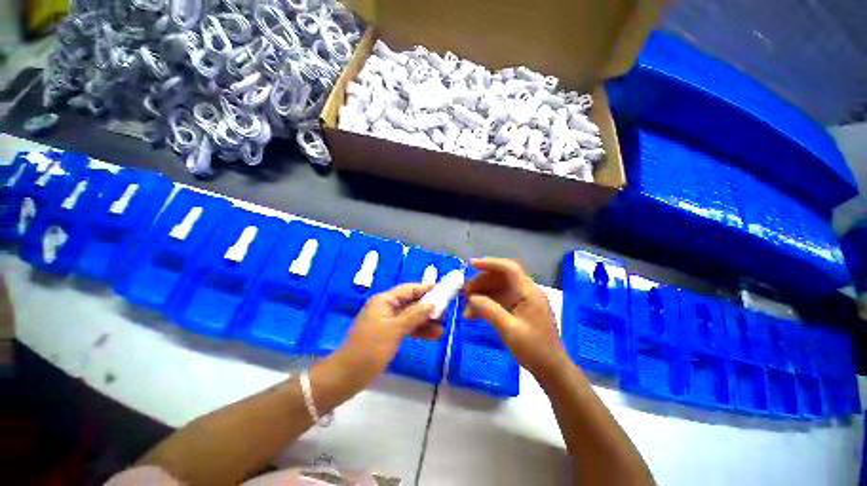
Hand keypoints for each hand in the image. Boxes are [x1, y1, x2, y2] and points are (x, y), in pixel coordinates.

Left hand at [327, 283, 435, 385]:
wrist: (347, 376)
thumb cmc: (370, 348)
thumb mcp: (395, 329)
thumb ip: (415, 314)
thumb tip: (433, 302)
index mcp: (384, 300)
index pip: (409, 289)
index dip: (426, 289)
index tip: (443, 291)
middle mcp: (386, 307)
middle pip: (411, 302)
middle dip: (428, 307)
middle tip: (445, 312)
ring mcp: (387, 321)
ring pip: (410, 316)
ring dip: (425, 321)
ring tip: (443, 327)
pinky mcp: (388, 334)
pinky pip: (406, 328)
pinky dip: (418, 331)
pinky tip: (433, 336)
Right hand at [464, 258, 568, 377]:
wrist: (552, 370)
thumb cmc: (534, 349)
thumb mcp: (509, 330)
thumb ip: (489, 310)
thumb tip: (471, 298)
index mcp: (529, 292)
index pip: (509, 268)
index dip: (489, 263)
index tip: (471, 265)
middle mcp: (526, 291)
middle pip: (501, 277)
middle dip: (481, 282)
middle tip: (465, 294)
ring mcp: (523, 300)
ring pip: (498, 288)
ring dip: (482, 294)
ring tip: (467, 307)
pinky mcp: (519, 309)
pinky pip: (500, 300)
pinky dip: (487, 304)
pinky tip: (474, 314)